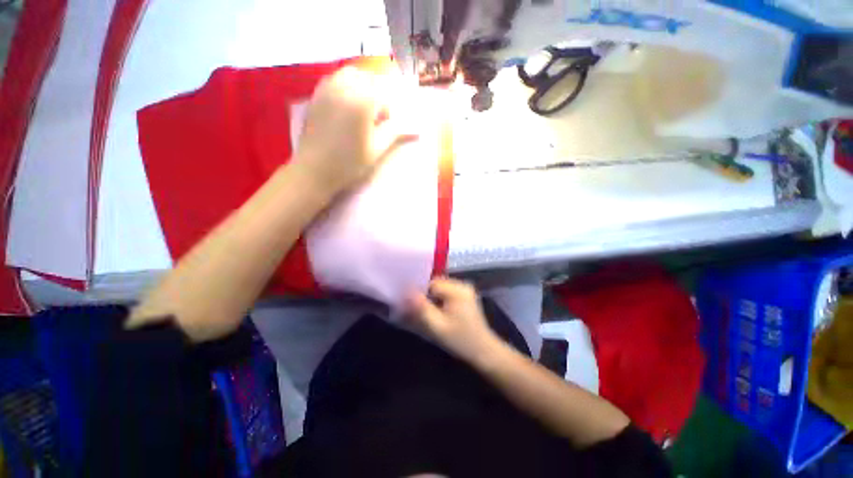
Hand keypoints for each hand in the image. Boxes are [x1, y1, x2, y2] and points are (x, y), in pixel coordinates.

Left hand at [294, 67, 416, 196]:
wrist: (314, 170)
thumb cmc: (349, 163)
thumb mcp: (377, 150)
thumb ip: (395, 133)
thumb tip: (416, 128)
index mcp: (362, 102)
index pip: (384, 95)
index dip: (388, 111)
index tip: (386, 126)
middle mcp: (344, 87)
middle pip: (368, 78)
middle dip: (376, 94)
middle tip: (375, 116)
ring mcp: (327, 89)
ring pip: (350, 74)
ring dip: (361, 86)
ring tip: (362, 109)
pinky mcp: (316, 95)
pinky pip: (334, 79)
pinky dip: (345, 85)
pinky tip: (346, 105)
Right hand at [405, 278, 502, 364]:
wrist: (484, 351)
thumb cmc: (460, 340)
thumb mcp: (438, 326)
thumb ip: (422, 308)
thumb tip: (407, 292)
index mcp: (457, 290)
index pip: (431, 283)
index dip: (420, 293)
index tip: (412, 306)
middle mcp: (462, 285)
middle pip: (436, 284)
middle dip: (426, 296)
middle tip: (419, 312)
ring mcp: (465, 290)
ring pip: (440, 289)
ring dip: (432, 299)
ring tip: (429, 314)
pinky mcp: (466, 296)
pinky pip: (447, 293)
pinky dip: (440, 301)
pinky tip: (438, 313)